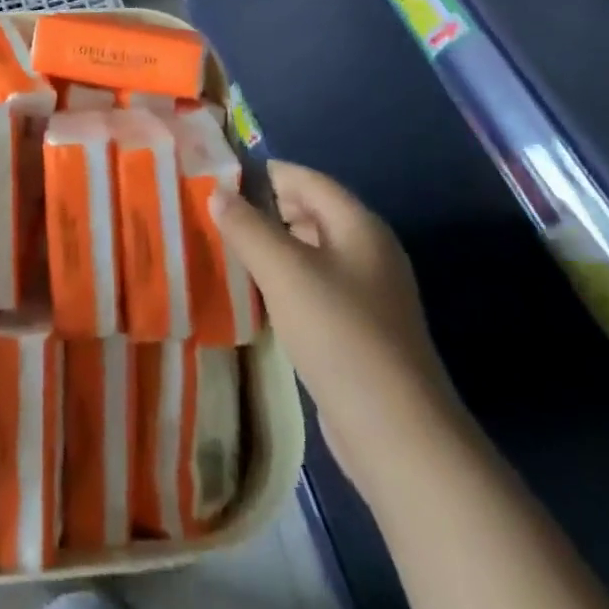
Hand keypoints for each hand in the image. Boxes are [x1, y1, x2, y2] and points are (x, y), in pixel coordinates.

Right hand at [212, 161, 459, 488]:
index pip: (304, 178)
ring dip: (268, 249)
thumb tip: (217, 192)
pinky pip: (313, 288)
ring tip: (222, 252)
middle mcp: (367, 250)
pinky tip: (252, 296)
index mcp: (358, 225)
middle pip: (307, 212)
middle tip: (211, 218)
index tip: (215, 180)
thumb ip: (247, 227)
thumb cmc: (339, 334)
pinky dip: (282, 283)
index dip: (260, 173)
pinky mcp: (358, 329)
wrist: (397, 434)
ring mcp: (366, 293)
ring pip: (307, 253)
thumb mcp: (284, 272)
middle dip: (260, 211)